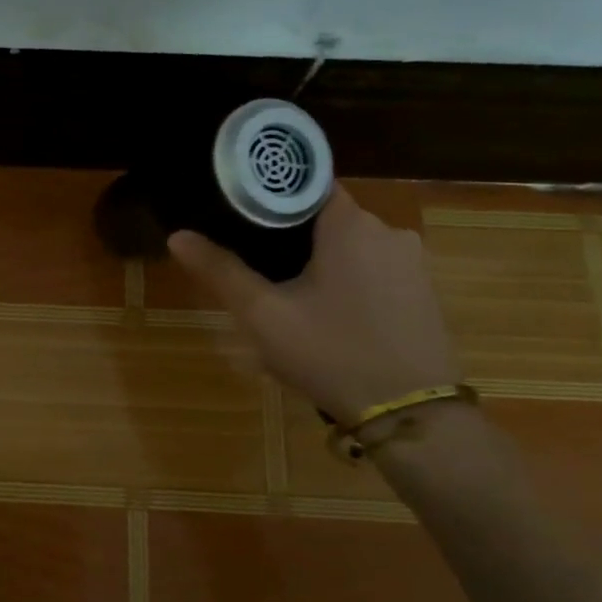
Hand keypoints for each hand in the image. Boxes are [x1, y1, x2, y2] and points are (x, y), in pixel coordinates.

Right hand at [169, 187, 460, 425]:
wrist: (410, 414)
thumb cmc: (330, 353)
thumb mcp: (263, 315)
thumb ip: (220, 271)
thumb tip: (177, 236)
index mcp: (349, 224)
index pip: (304, 186)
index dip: (268, 199)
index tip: (239, 219)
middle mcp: (388, 230)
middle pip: (325, 218)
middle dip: (290, 239)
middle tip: (256, 270)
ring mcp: (412, 262)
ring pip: (350, 247)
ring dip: (320, 264)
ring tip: (288, 299)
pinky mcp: (424, 292)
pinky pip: (374, 271)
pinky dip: (347, 282)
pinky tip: (329, 318)